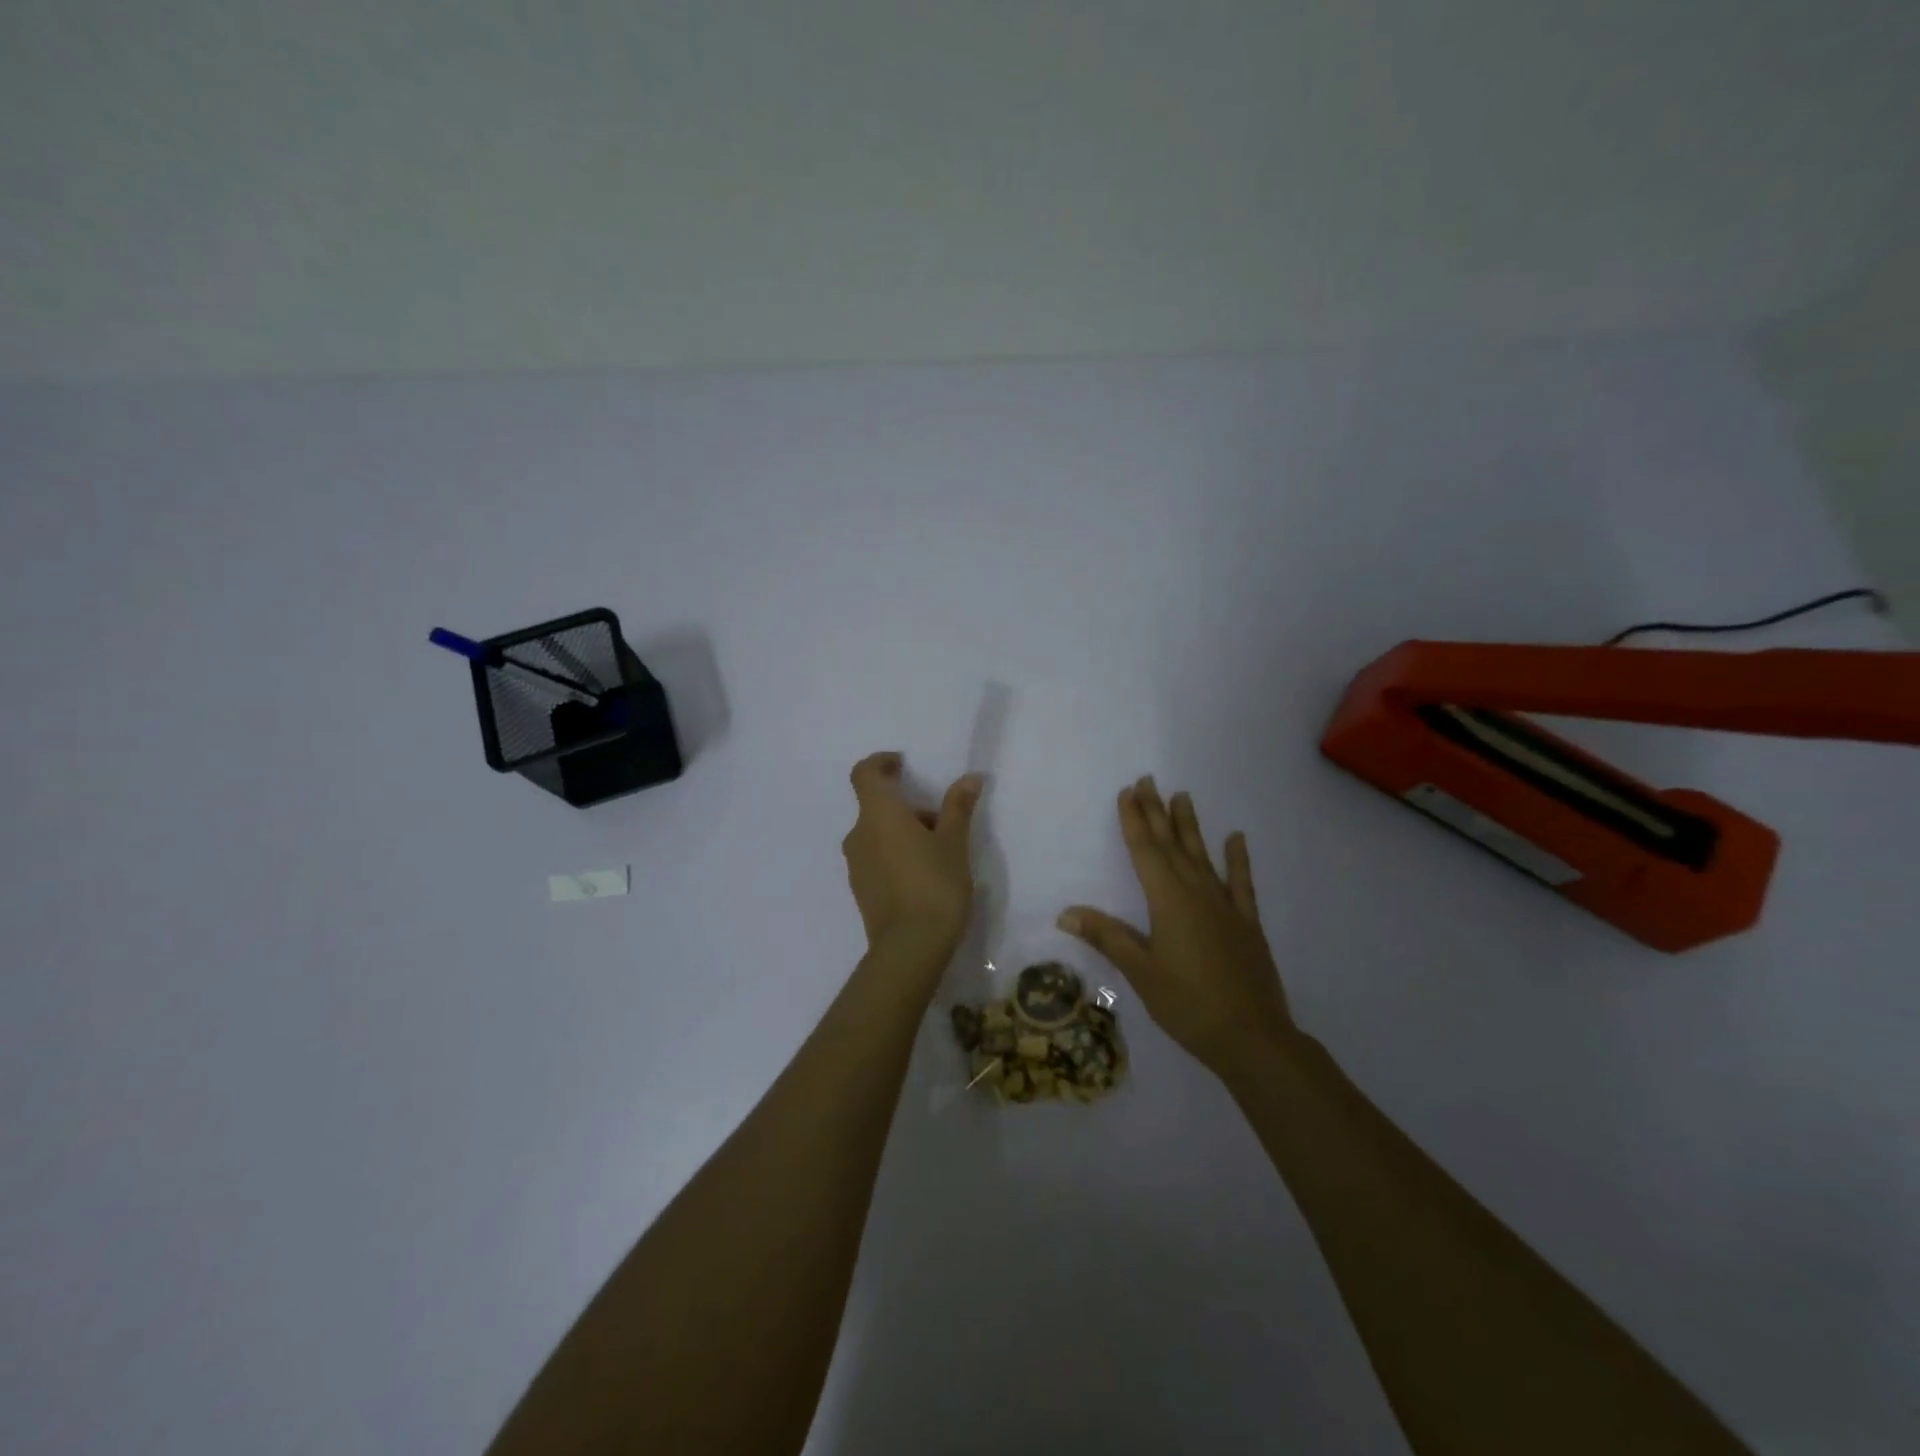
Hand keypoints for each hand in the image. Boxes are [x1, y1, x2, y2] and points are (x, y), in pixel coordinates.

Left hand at [842, 752, 982, 962]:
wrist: (910, 948)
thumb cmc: (934, 885)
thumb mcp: (953, 843)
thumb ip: (958, 807)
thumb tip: (970, 778)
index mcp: (878, 815)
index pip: (864, 773)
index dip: (881, 762)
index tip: (902, 763)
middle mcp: (859, 834)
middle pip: (877, 806)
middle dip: (907, 806)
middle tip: (942, 822)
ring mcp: (856, 864)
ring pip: (877, 833)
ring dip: (902, 831)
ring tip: (938, 852)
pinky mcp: (860, 888)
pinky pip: (876, 857)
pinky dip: (895, 853)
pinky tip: (923, 876)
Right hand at [1058, 777, 1294, 1077]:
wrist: (1253, 1037)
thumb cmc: (1188, 1005)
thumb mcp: (1141, 972)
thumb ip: (1107, 937)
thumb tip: (1066, 913)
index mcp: (1168, 901)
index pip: (1145, 851)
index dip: (1134, 821)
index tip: (1127, 792)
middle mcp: (1197, 893)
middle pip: (1172, 845)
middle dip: (1157, 812)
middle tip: (1148, 781)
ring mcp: (1225, 906)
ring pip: (1203, 856)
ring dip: (1190, 826)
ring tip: (1183, 796)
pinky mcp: (1247, 923)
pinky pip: (1242, 883)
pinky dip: (1238, 859)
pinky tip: (1236, 838)